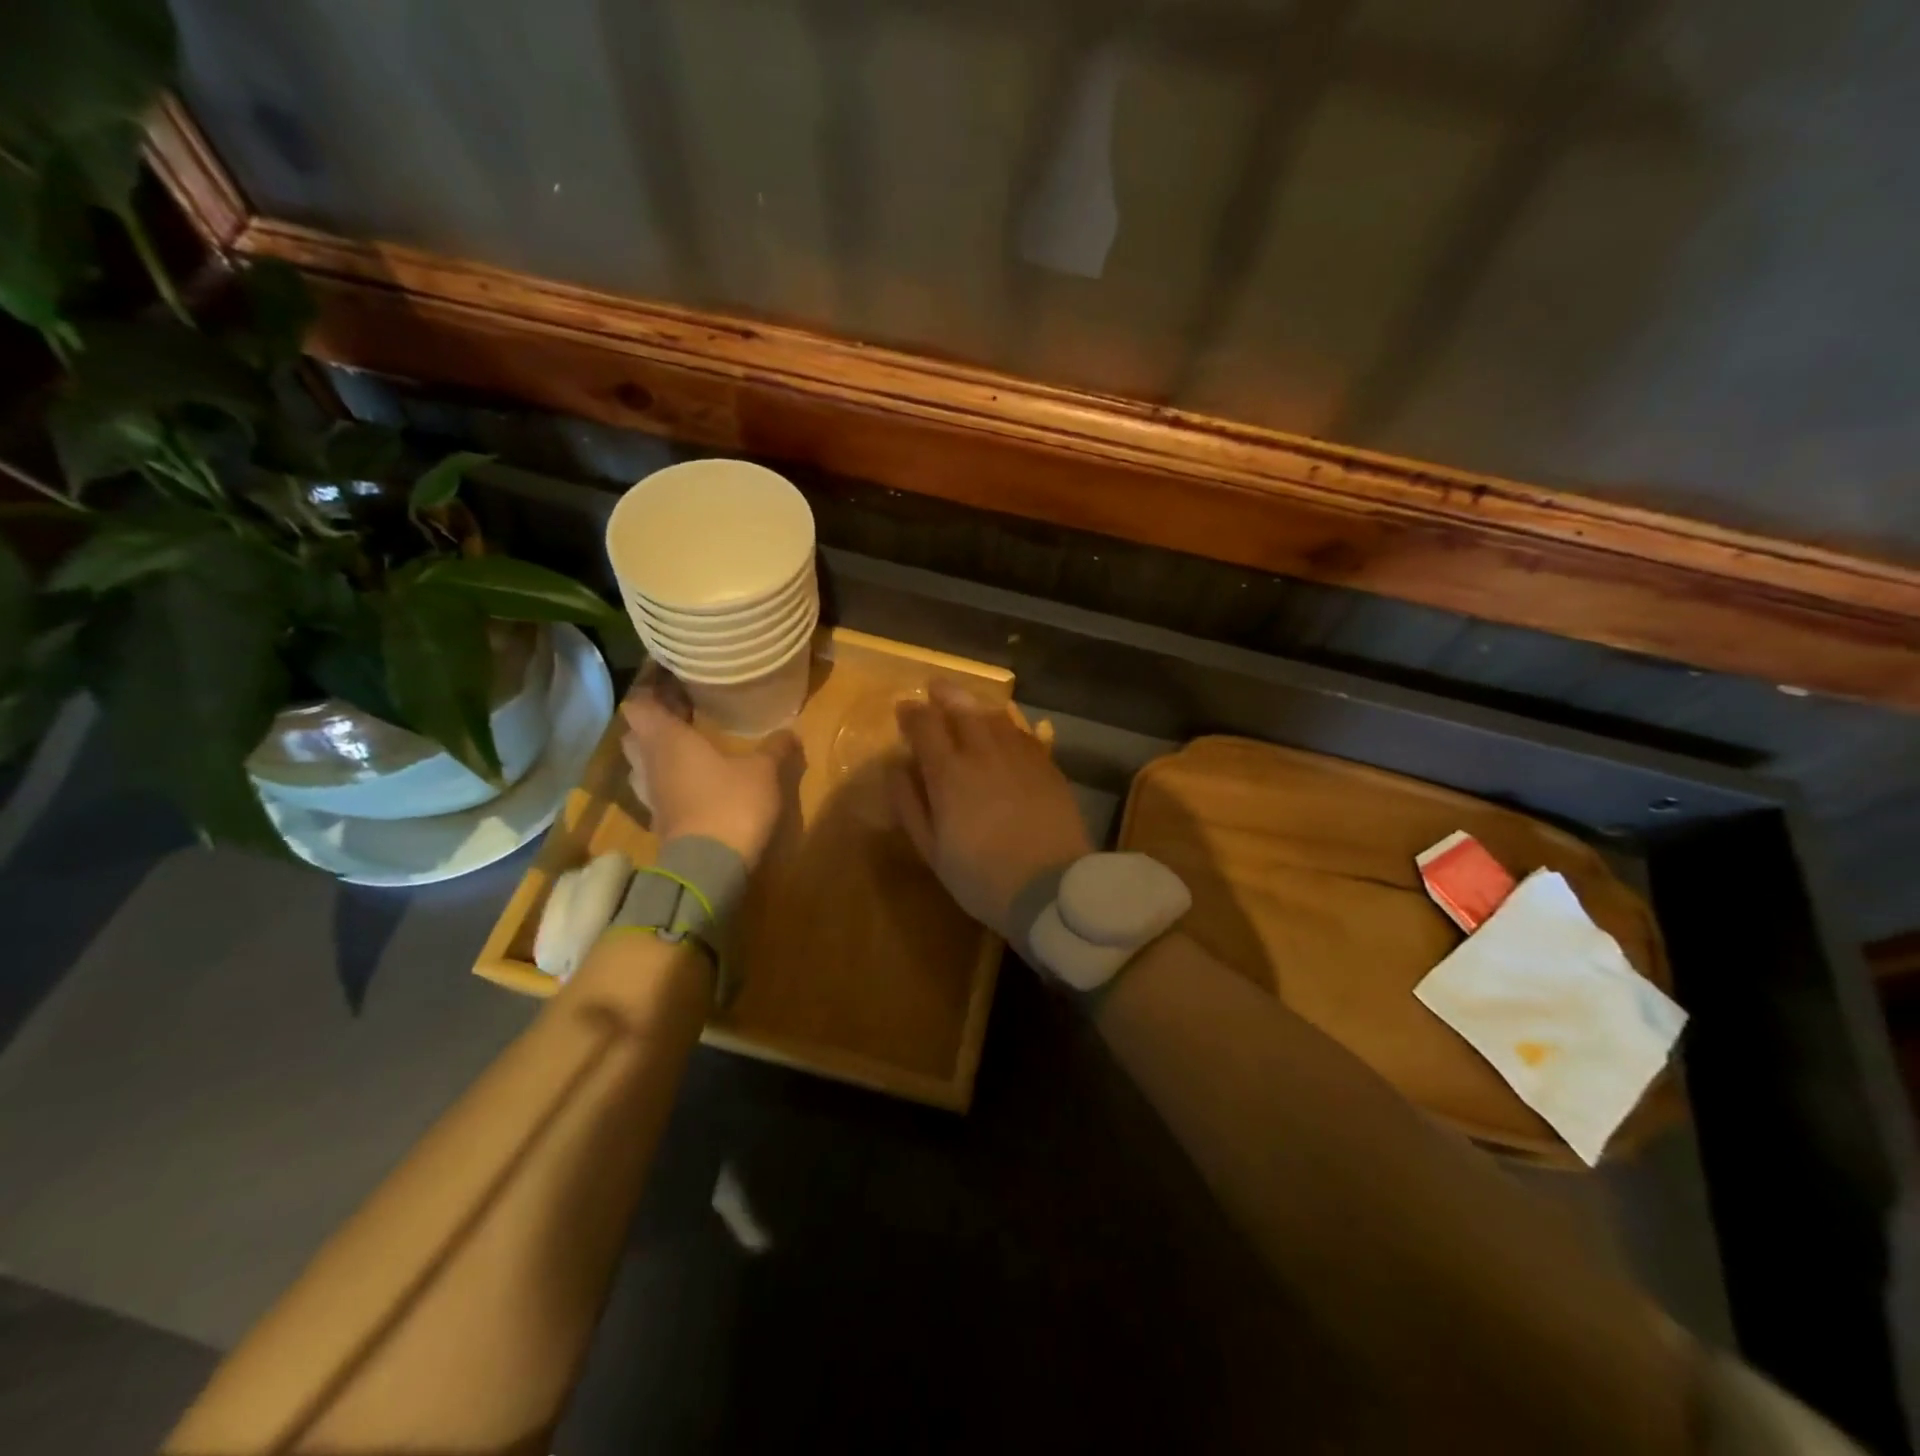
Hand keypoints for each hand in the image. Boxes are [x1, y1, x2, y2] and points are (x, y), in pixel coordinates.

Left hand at [621, 679, 798, 867]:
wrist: (710, 867)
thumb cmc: (731, 803)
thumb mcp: (764, 771)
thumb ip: (775, 748)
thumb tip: (791, 731)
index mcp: (667, 740)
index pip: (639, 704)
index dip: (650, 691)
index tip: (671, 681)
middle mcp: (650, 763)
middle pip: (636, 733)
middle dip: (654, 721)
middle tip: (682, 712)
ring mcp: (650, 795)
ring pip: (642, 763)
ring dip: (657, 752)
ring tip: (686, 745)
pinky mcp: (659, 820)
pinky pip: (656, 789)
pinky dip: (667, 780)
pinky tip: (692, 780)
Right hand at [888, 680, 1091, 938]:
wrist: (1051, 888)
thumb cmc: (981, 877)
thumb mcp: (932, 850)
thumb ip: (910, 804)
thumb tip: (894, 767)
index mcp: (949, 773)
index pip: (924, 725)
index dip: (911, 713)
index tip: (903, 709)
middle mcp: (984, 752)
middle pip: (962, 709)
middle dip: (945, 695)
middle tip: (935, 688)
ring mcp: (1020, 756)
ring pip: (996, 716)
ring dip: (977, 705)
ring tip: (968, 704)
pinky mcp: (1048, 766)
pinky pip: (1025, 732)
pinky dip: (1010, 723)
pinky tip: (1007, 726)